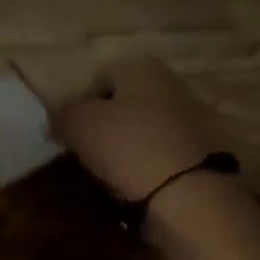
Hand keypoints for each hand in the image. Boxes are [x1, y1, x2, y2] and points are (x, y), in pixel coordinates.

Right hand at [53, 59, 221, 202]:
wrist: (186, 193)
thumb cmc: (127, 147)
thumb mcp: (79, 124)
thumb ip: (62, 114)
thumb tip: (58, 118)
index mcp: (142, 67)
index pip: (98, 78)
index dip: (78, 106)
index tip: (67, 136)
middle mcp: (171, 83)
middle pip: (124, 103)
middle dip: (104, 126)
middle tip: (86, 154)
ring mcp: (191, 116)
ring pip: (142, 127)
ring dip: (125, 146)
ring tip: (108, 172)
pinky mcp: (201, 150)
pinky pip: (159, 151)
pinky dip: (145, 164)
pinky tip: (135, 183)